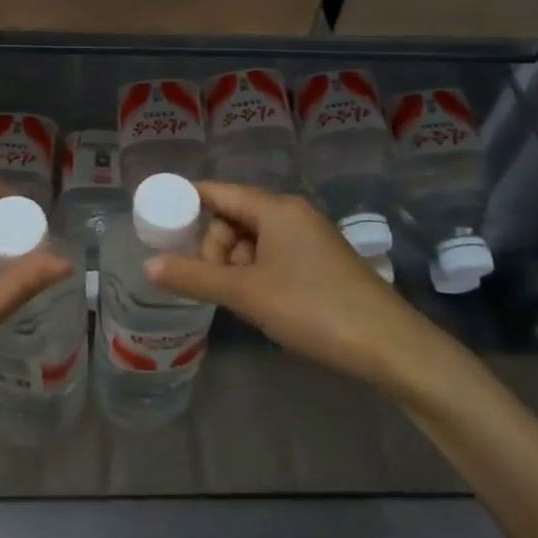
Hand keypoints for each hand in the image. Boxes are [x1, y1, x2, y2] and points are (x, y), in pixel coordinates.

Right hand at [145, 181, 458, 398]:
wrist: (389, 346)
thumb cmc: (312, 308)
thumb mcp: (246, 293)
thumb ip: (194, 277)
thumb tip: (148, 265)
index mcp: (275, 208)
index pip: (218, 192)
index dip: (187, 203)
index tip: (161, 224)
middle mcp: (292, 213)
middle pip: (234, 216)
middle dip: (214, 246)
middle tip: (214, 282)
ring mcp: (310, 236)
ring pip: (254, 238)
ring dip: (236, 264)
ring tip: (240, 300)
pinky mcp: (321, 260)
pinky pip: (274, 254)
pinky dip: (258, 272)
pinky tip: (262, 303)